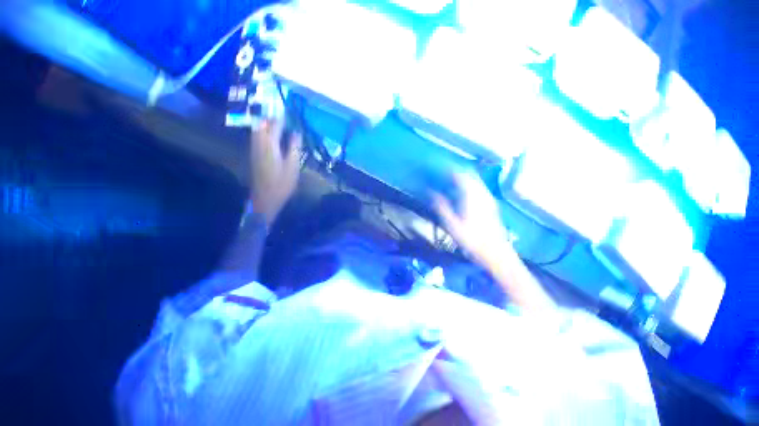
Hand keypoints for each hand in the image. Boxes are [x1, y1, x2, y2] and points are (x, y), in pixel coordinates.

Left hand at [249, 118, 302, 226]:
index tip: (289, 107)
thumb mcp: (293, 166)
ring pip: (257, 130)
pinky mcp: (254, 156)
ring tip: (276, 120)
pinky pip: (257, 137)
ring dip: (265, 123)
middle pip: (262, 124)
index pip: (275, 124)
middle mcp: (260, 144)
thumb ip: (294, 146)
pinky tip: (270, 134)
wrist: (263, 201)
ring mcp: (255, 150)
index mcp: (270, 144)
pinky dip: (262, 131)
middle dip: (270, 116)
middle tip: (281, 112)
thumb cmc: (280, 185)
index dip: (282, 115)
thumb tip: (296, 132)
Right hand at [433, 172, 553, 310]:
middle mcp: (482, 192)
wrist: (496, 252)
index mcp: (471, 194)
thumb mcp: (453, 226)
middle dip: (456, 170)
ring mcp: (488, 197)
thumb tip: (432, 193)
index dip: (447, 168)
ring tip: (451, 181)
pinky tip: (463, 193)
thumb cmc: (473, 241)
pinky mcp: (492, 204)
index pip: (459, 173)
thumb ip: (442, 207)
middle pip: (469, 173)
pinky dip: (470, 185)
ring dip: (464, 177)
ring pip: (475, 180)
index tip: (436, 167)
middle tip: (443, 172)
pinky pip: (479, 187)